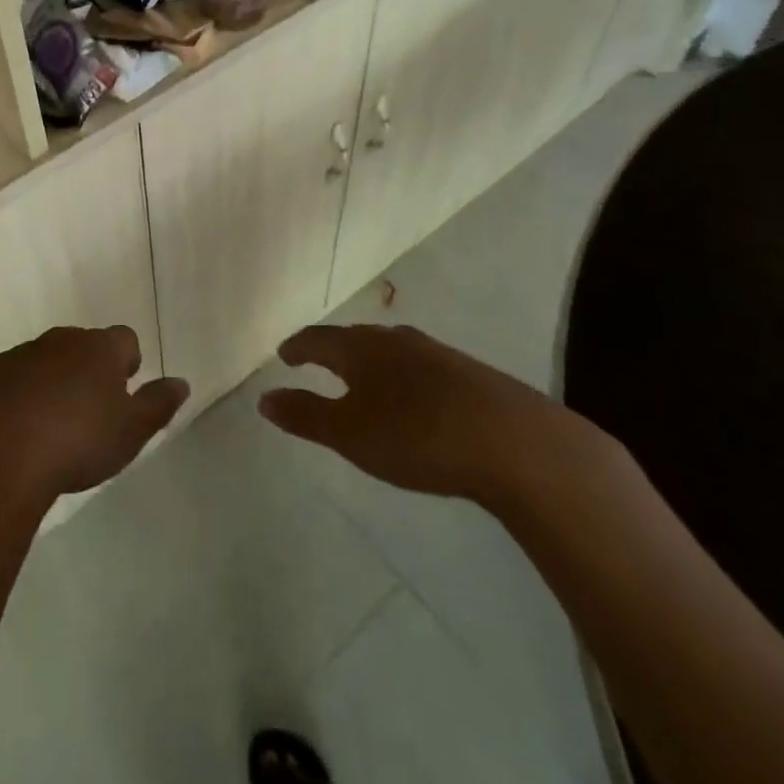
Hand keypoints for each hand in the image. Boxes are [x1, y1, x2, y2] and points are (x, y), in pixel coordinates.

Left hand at [0, 326, 188, 509]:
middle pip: (83, 345)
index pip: (125, 339)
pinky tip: (17, 427)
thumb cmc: (77, 441)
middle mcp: (61, 340)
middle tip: (90, 411)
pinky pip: (12, 376)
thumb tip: (180, 382)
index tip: (124, 391)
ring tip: (52, 424)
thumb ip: (158, 404)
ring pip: (46, 359)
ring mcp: (21, 353)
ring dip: (52, 380)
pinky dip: (18, 393)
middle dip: (89, 369)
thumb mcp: (131, 431)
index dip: (128, 362)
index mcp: (100, 349)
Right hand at [257, 323, 589, 505]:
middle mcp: (396, 340)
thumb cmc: (418, 436)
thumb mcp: (350, 434)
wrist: (520, 445)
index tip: (284, 355)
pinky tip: (415, 397)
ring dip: (370, 361)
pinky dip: (404, 376)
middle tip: (317, 362)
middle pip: (354, 338)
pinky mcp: (471, 375)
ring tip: (363, 378)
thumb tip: (263, 399)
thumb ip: (305, 415)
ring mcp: (438, 354)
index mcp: (361, 348)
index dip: (297, 347)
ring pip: (391, 350)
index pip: (317, 339)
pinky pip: (421, 367)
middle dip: (333, 350)